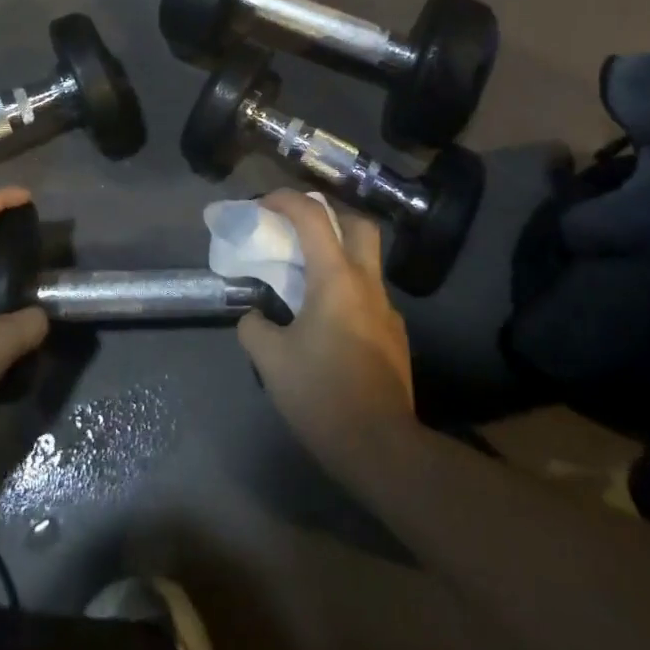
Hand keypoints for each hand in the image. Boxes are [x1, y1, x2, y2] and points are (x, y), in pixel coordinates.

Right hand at [238, 190, 415, 471]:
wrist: (382, 449)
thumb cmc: (323, 396)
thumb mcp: (272, 362)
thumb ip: (255, 328)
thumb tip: (254, 316)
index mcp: (336, 278)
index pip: (313, 217)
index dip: (286, 200)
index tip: (263, 204)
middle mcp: (367, 284)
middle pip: (358, 224)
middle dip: (330, 214)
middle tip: (300, 227)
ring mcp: (386, 310)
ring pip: (366, 261)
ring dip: (339, 254)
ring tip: (308, 277)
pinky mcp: (395, 336)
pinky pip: (369, 295)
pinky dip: (347, 290)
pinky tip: (328, 321)